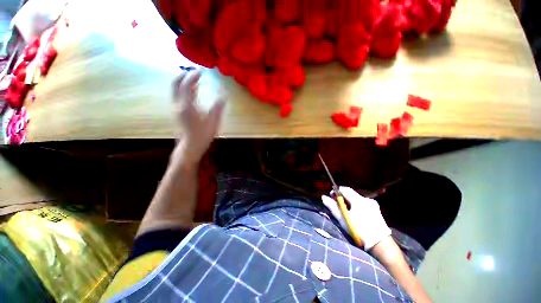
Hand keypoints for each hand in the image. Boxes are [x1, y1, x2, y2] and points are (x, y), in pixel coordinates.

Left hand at [173, 71, 224, 163]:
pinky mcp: (178, 112)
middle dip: (184, 75)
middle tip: (194, 71)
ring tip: (196, 78)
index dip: (193, 76)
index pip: (186, 85)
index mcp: (186, 106)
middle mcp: (177, 105)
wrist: (191, 147)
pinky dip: (186, 90)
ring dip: (184, 82)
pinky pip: (179, 96)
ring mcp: (176, 108)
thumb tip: (225, 95)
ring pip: (177, 90)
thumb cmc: (202, 135)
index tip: (201, 71)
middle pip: (175, 84)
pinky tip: (195, 91)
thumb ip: (218, 107)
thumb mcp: (213, 121)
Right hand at [322, 186, 390, 249]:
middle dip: (342, 197)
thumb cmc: (359, 231)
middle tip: (337, 204)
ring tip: (346, 210)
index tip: (331, 196)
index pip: (344, 189)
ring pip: (356, 198)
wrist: (380, 244)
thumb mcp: (343, 219)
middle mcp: (366, 199)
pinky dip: (357, 205)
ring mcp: (373, 204)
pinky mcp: (376, 209)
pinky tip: (355, 213)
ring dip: (349, 201)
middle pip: (351, 193)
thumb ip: (332, 207)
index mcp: (358, 200)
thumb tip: (323, 197)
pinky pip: (363, 203)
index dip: (336, 191)